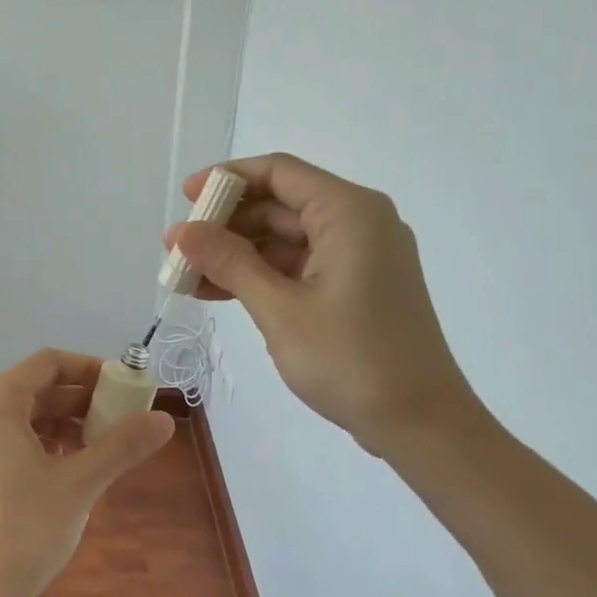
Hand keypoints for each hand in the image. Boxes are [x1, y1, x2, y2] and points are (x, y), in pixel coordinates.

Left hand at [0, 349, 174, 596]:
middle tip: (121, 422)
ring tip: (99, 449)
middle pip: (33, 389)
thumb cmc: (24, 532)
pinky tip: (65, 469)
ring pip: (18, 416)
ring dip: (60, 425)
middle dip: (80, 403)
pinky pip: (2, 439)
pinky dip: (36, 445)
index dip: (91, 370)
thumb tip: (165, 420)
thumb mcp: (80, 484)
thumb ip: (122, 445)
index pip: (48, 363)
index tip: (125, 389)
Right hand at [166, 153, 487, 457]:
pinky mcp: (354, 287)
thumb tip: (182, 231)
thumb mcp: (280, 309)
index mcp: (349, 213)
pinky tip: (215, 293)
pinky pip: (297, 267)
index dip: (228, 179)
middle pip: (280, 205)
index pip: (279, 173)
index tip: (186, 198)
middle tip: (176, 249)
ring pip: (284, 240)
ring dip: (236, 255)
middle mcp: (358, 224)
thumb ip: (230, 263)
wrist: (420, 423)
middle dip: (226, 225)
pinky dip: (259, 277)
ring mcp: (358, 257)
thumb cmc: (350, 359)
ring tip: (186, 276)